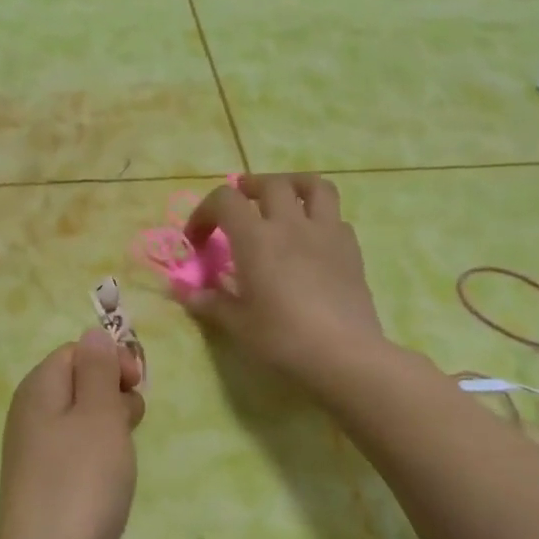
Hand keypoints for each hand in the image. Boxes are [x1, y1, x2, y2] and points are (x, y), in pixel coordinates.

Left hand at [0, 330, 144, 538]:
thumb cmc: (81, 484)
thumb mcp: (98, 416)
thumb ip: (98, 370)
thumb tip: (93, 333)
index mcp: (38, 389)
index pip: (77, 351)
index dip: (111, 360)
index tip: (137, 385)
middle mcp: (30, 415)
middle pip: (80, 383)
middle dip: (114, 393)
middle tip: (131, 422)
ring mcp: (36, 452)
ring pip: (83, 420)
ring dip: (112, 427)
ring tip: (124, 453)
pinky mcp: (47, 485)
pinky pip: (79, 452)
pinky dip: (100, 457)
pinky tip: (112, 478)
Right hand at [183, 174, 384, 386]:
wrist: (342, 354)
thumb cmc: (282, 338)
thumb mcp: (238, 324)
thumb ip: (211, 303)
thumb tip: (187, 294)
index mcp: (256, 239)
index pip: (225, 200)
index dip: (204, 212)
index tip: (197, 240)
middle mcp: (290, 224)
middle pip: (270, 184)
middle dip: (248, 189)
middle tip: (238, 208)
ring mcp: (326, 233)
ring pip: (314, 186)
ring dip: (293, 185)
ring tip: (283, 200)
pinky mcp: (351, 249)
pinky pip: (335, 217)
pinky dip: (319, 219)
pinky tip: (312, 240)